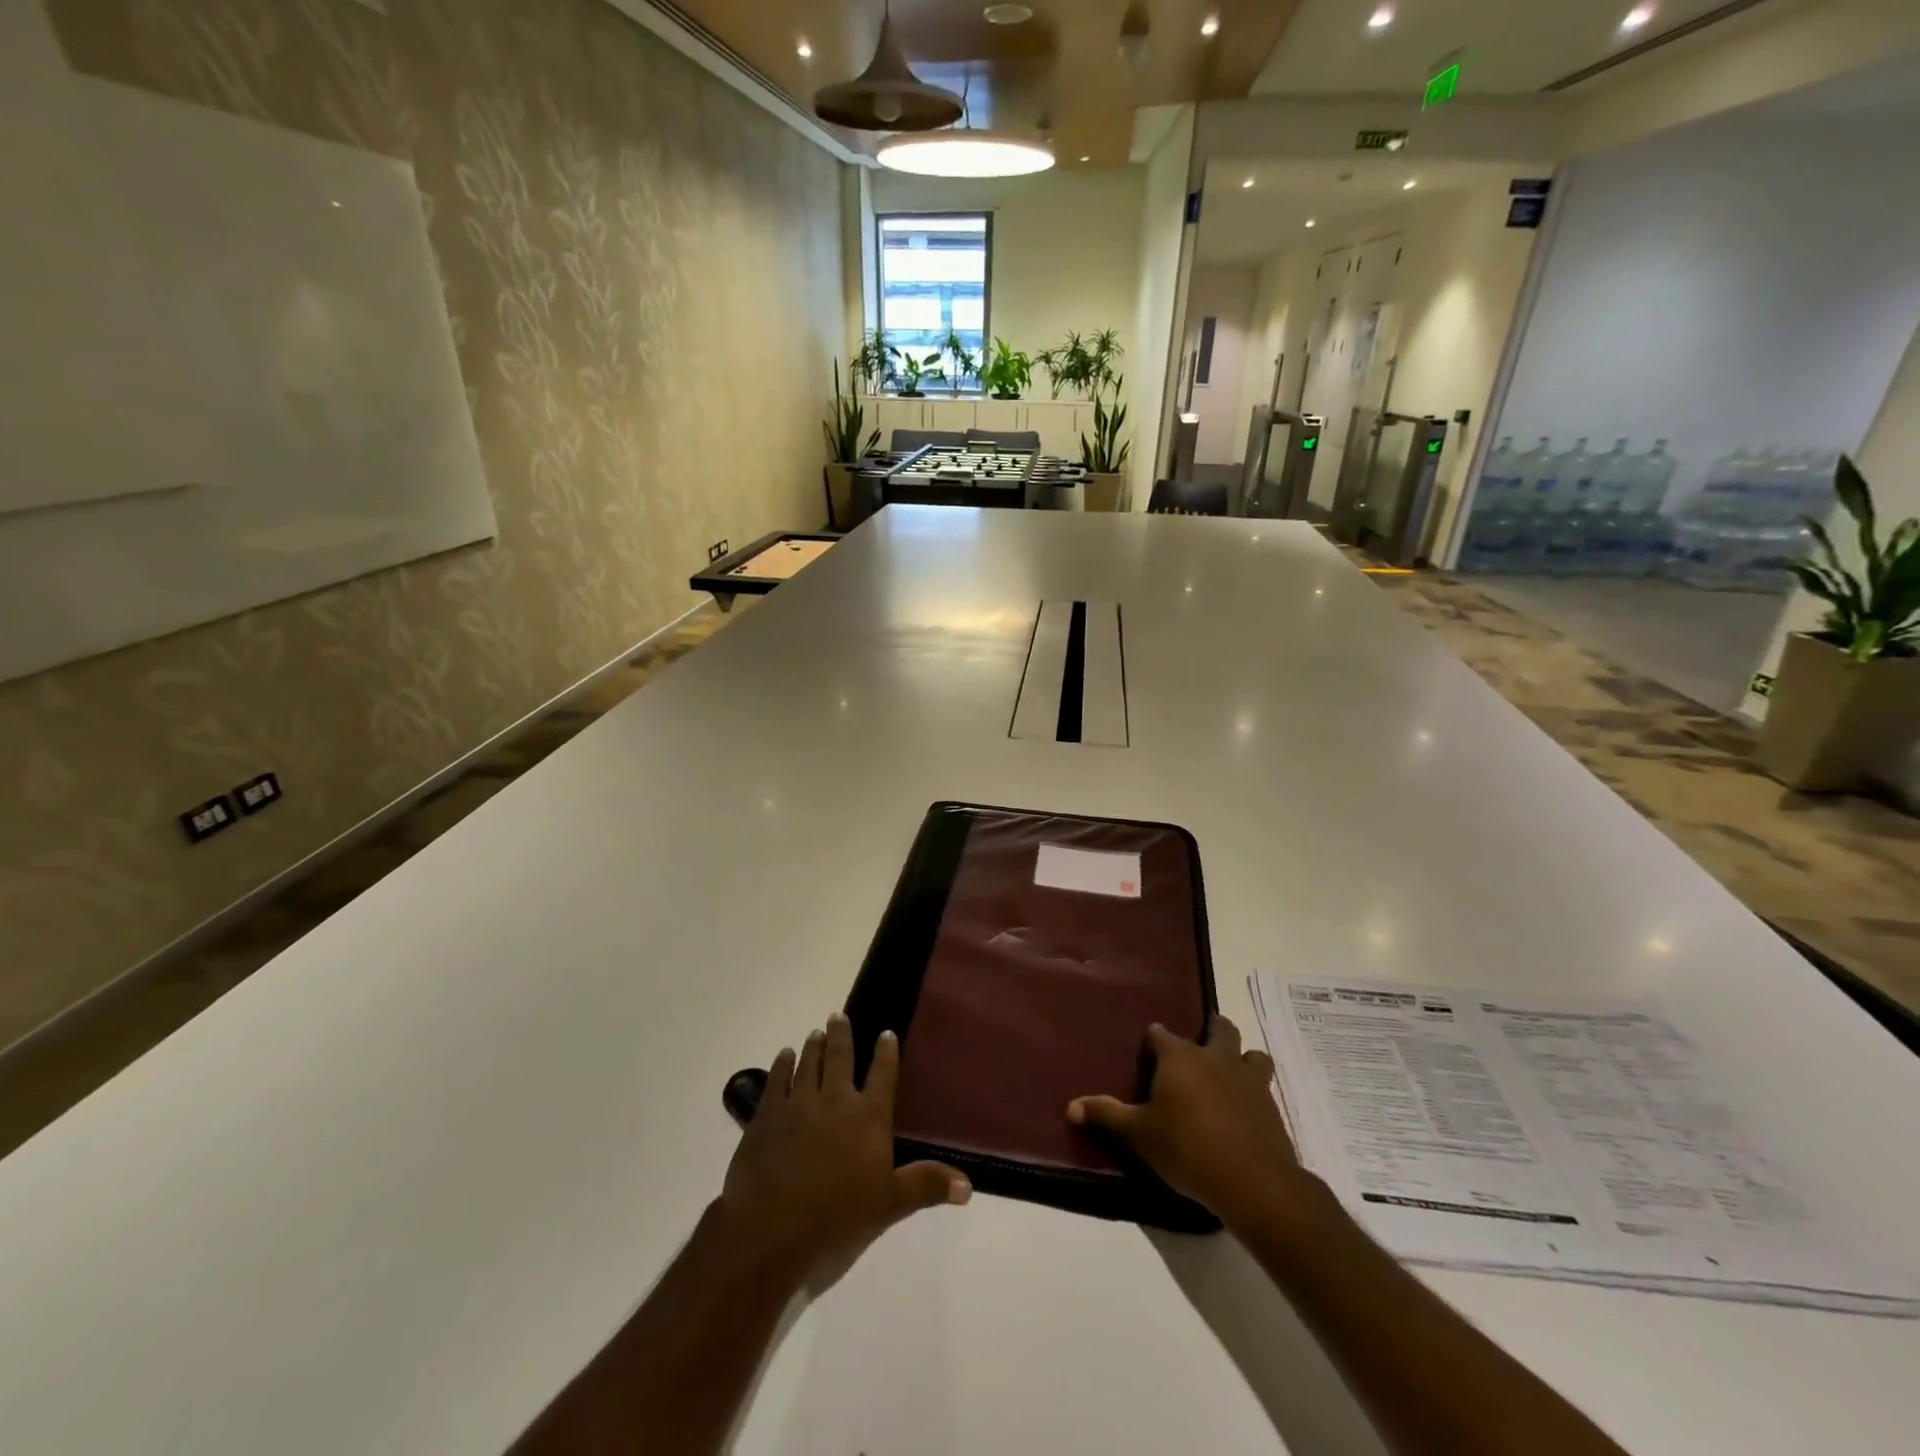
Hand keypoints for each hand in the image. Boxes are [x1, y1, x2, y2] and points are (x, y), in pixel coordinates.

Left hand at [718, 1012, 969, 1290]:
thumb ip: (926, 1186)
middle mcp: (835, 1100)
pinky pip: (776, 1081)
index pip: (882, 1075)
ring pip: (808, 1064)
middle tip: (838, 1016)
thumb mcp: (889, 1206)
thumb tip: (969, 1185)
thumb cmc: (837, 1219)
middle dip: (841, 1036)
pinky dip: (781, 1066)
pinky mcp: (766, 1117)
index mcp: (868, 1117)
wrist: (772, 1230)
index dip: (885, 1053)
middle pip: (839, 1059)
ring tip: (815, 1032)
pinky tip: (783, 1056)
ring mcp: (798, 1105)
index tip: (886, 1033)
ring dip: (812, 1046)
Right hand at [1068, 1015, 1308, 1229]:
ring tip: (1232, 1071)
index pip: (1162, 1034)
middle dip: (1212, 1028)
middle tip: (1202, 1039)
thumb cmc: (1187, 1149)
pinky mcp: (1271, 1106)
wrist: (1253, 1182)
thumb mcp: (1139, 1134)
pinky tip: (1247, 1108)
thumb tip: (1070, 1106)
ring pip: (1252, 1053)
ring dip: (1243, 1057)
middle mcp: (1215, 1058)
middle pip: (1219, 1028)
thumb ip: (1107, 1114)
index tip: (1149, 1047)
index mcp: (1180, 1058)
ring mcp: (1248, 1080)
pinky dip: (1256, 1090)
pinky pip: (1265, 1085)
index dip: (1154, 1039)